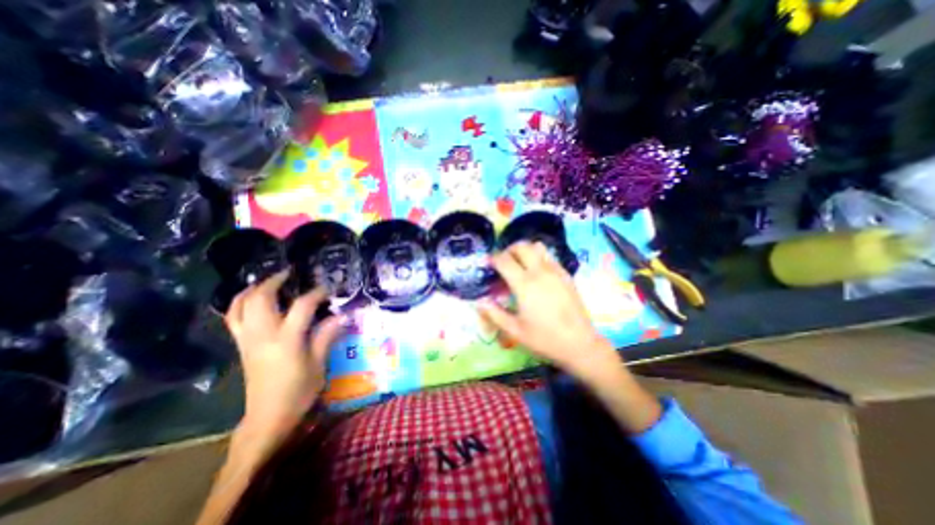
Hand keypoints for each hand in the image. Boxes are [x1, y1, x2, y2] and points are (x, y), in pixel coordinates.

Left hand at [223, 272, 343, 439]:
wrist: (267, 418)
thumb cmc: (298, 392)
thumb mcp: (319, 365)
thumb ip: (326, 336)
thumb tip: (341, 315)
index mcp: (286, 340)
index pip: (302, 306)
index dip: (316, 293)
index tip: (328, 289)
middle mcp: (263, 335)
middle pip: (261, 298)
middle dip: (275, 281)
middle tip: (290, 273)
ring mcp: (247, 340)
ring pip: (240, 305)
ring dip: (253, 289)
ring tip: (268, 281)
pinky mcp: (241, 346)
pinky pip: (233, 318)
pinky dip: (240, 303)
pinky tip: (252, 299)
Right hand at [481, 242, 619, 380]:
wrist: (579, 343)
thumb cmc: (544, 338)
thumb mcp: (515, 330)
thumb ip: (494, 314)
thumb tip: (479, 302)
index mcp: (524, 284)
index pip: (504, 260)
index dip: (493, 258)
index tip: (488, 263)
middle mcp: (539, 271)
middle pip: (521, 246)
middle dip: (509, 250)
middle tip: (504, 262)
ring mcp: (555, 271)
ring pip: (537, 247)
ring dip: (525, 250)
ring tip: (520, 264)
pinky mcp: (566, 274)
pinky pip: (549, 256)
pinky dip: (539, 257)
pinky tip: (537, 272)